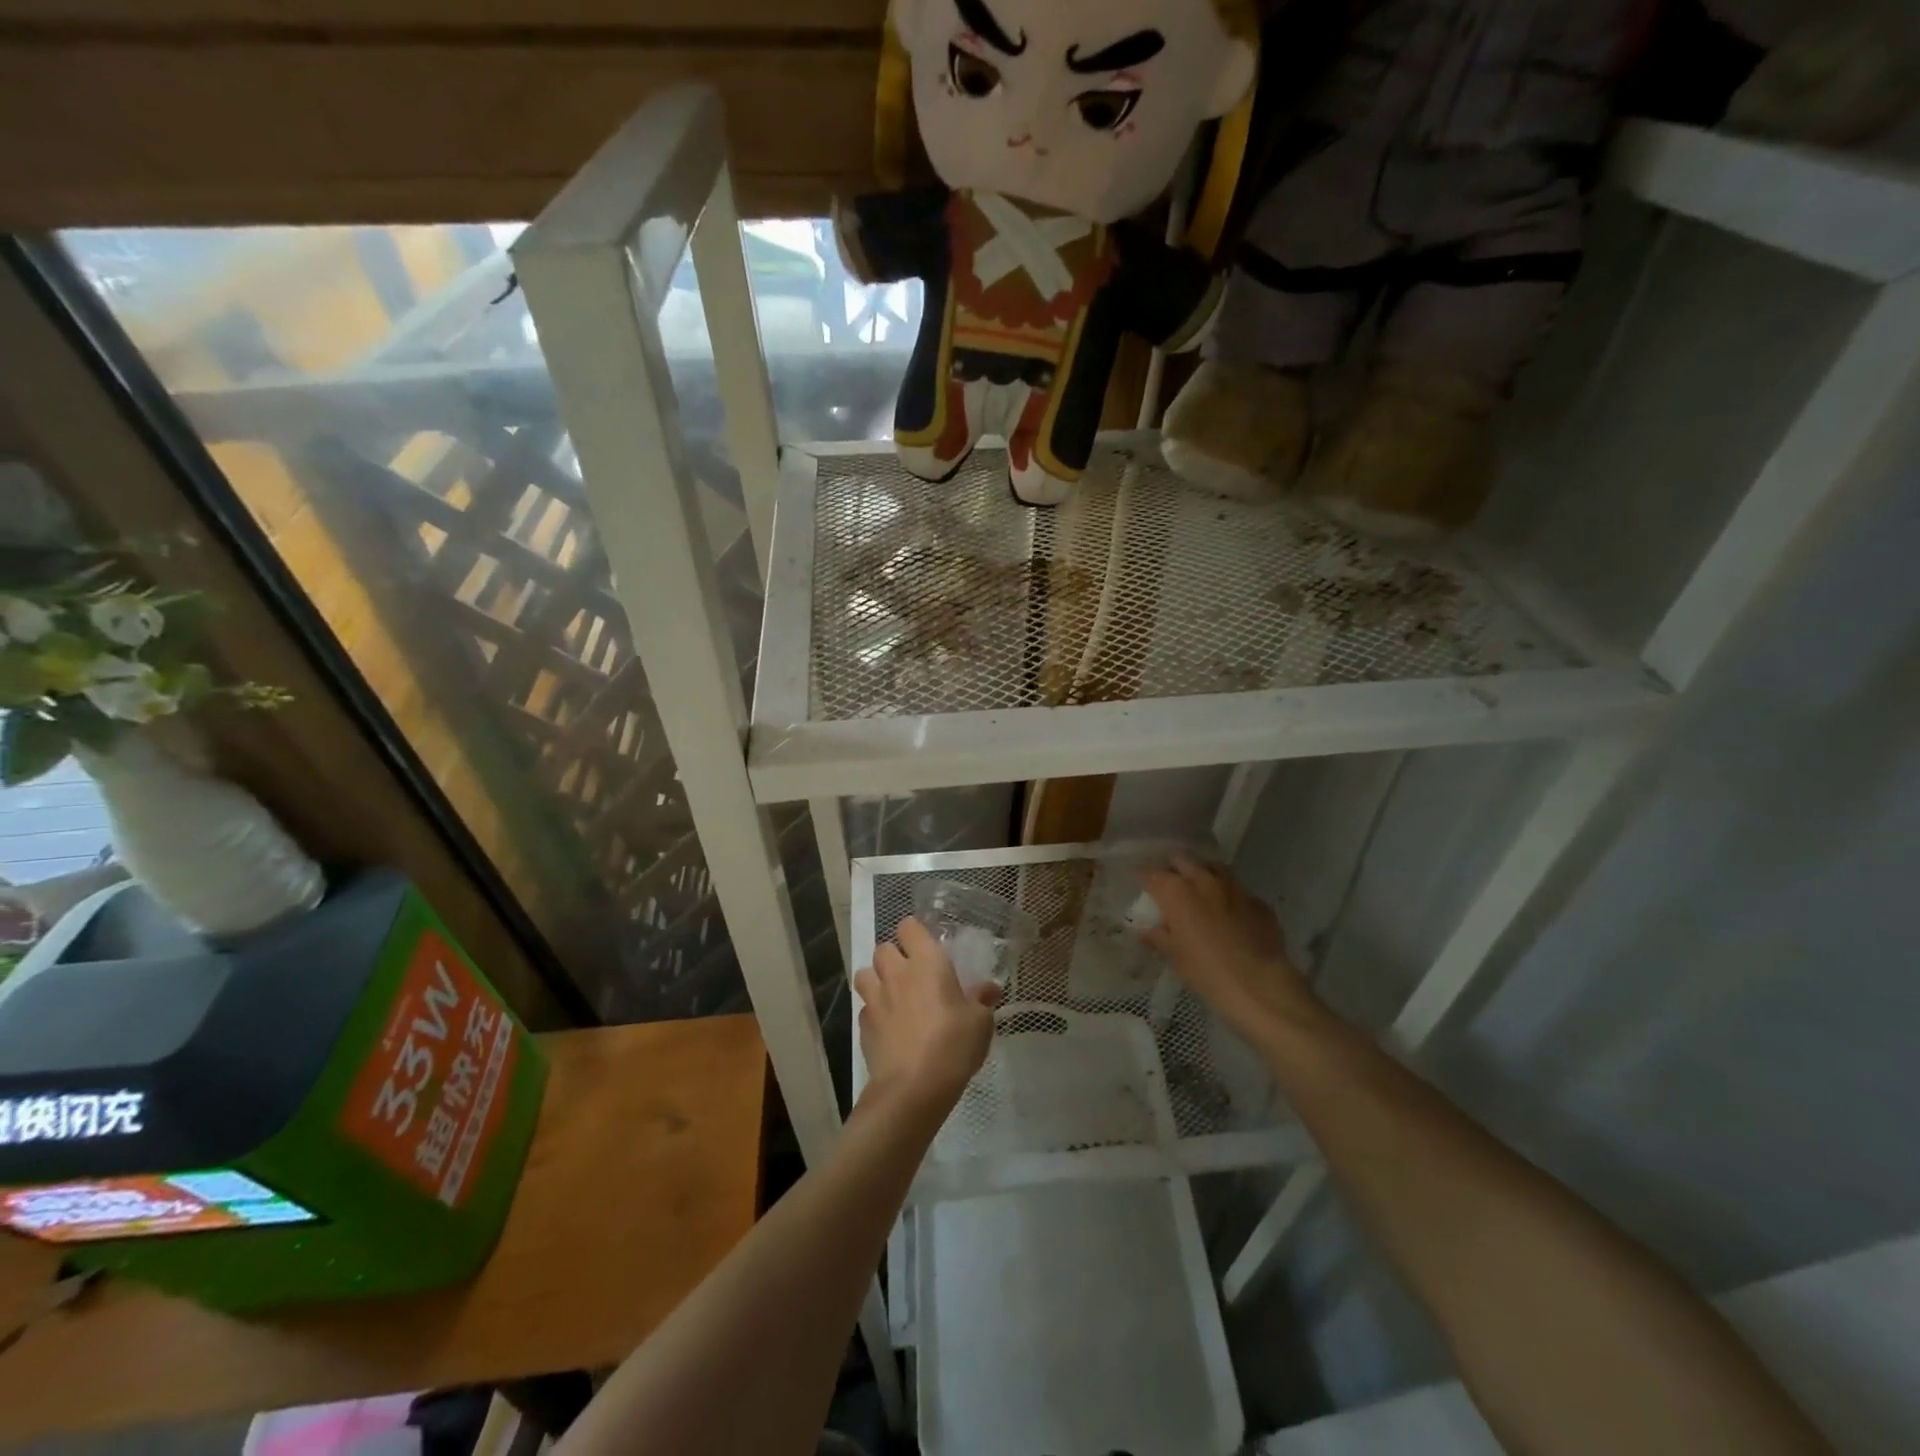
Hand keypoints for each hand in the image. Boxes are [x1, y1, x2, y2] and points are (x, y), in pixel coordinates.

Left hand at [855, 917, 997, 1116]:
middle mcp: (896, 973)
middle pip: (883, 948)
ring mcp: (875, 999)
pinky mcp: (863, 1025)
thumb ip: (981, 1000)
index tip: (927, 947)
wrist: (913, 1088)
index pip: (909, 927)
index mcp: (926, 962)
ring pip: (865, 973)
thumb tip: (989, 989)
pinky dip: (874, 1012)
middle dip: (894, 956)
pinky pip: (865, 1007)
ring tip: (893, 996)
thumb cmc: (953, 1045)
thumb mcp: (980, 1022)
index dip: (915, 933)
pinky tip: (889, 1027)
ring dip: (877, 979)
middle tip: (912, 974)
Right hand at [1141, 856, 1318, 1040]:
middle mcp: (1203, 880)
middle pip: (1182, 860)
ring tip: (1200, 892)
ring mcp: (1234, 887)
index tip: (1143, 888)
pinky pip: (1238, 891)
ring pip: (1213, 868)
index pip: (1151, 874)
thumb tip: (1145, 930)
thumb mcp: (1175, 957)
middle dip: (1174, 869)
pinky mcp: (1258, 901)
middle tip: (1171, 887)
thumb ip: (1158, 937)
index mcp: (1177, 892)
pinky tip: (1230, 914)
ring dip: (1203, 875)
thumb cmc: (1206, 972)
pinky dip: (1229, 896)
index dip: (1145, 879)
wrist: (1259, 985)